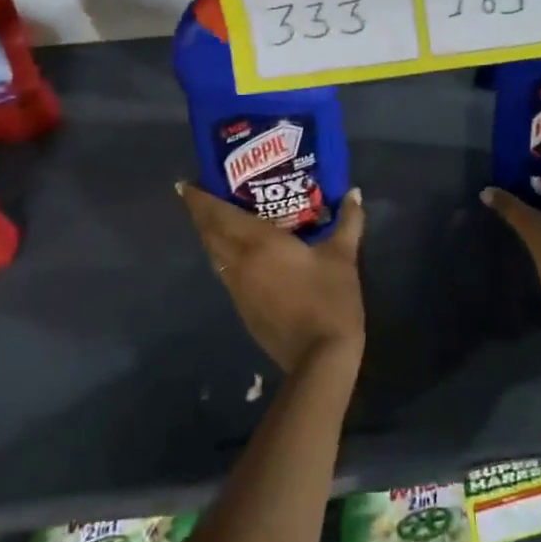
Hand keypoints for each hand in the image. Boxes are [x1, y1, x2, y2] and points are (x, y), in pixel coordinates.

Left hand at [176, 183, 365, 374]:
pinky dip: (224, 255)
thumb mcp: (343, 256)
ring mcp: (238, 289)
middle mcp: (239, 263)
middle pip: (209, 234)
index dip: (199, 199)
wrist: (319, 358)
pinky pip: (226, 272)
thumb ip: (348, 222)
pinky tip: (241, 252)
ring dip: (211, 235)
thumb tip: (354, 193)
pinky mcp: (243, 309)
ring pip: (215, 255)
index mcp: (258, 243)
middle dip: (201, 214)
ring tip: (220, 217)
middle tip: (204, 193)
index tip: (186, 183)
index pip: (218, 215)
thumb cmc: (329, 299)